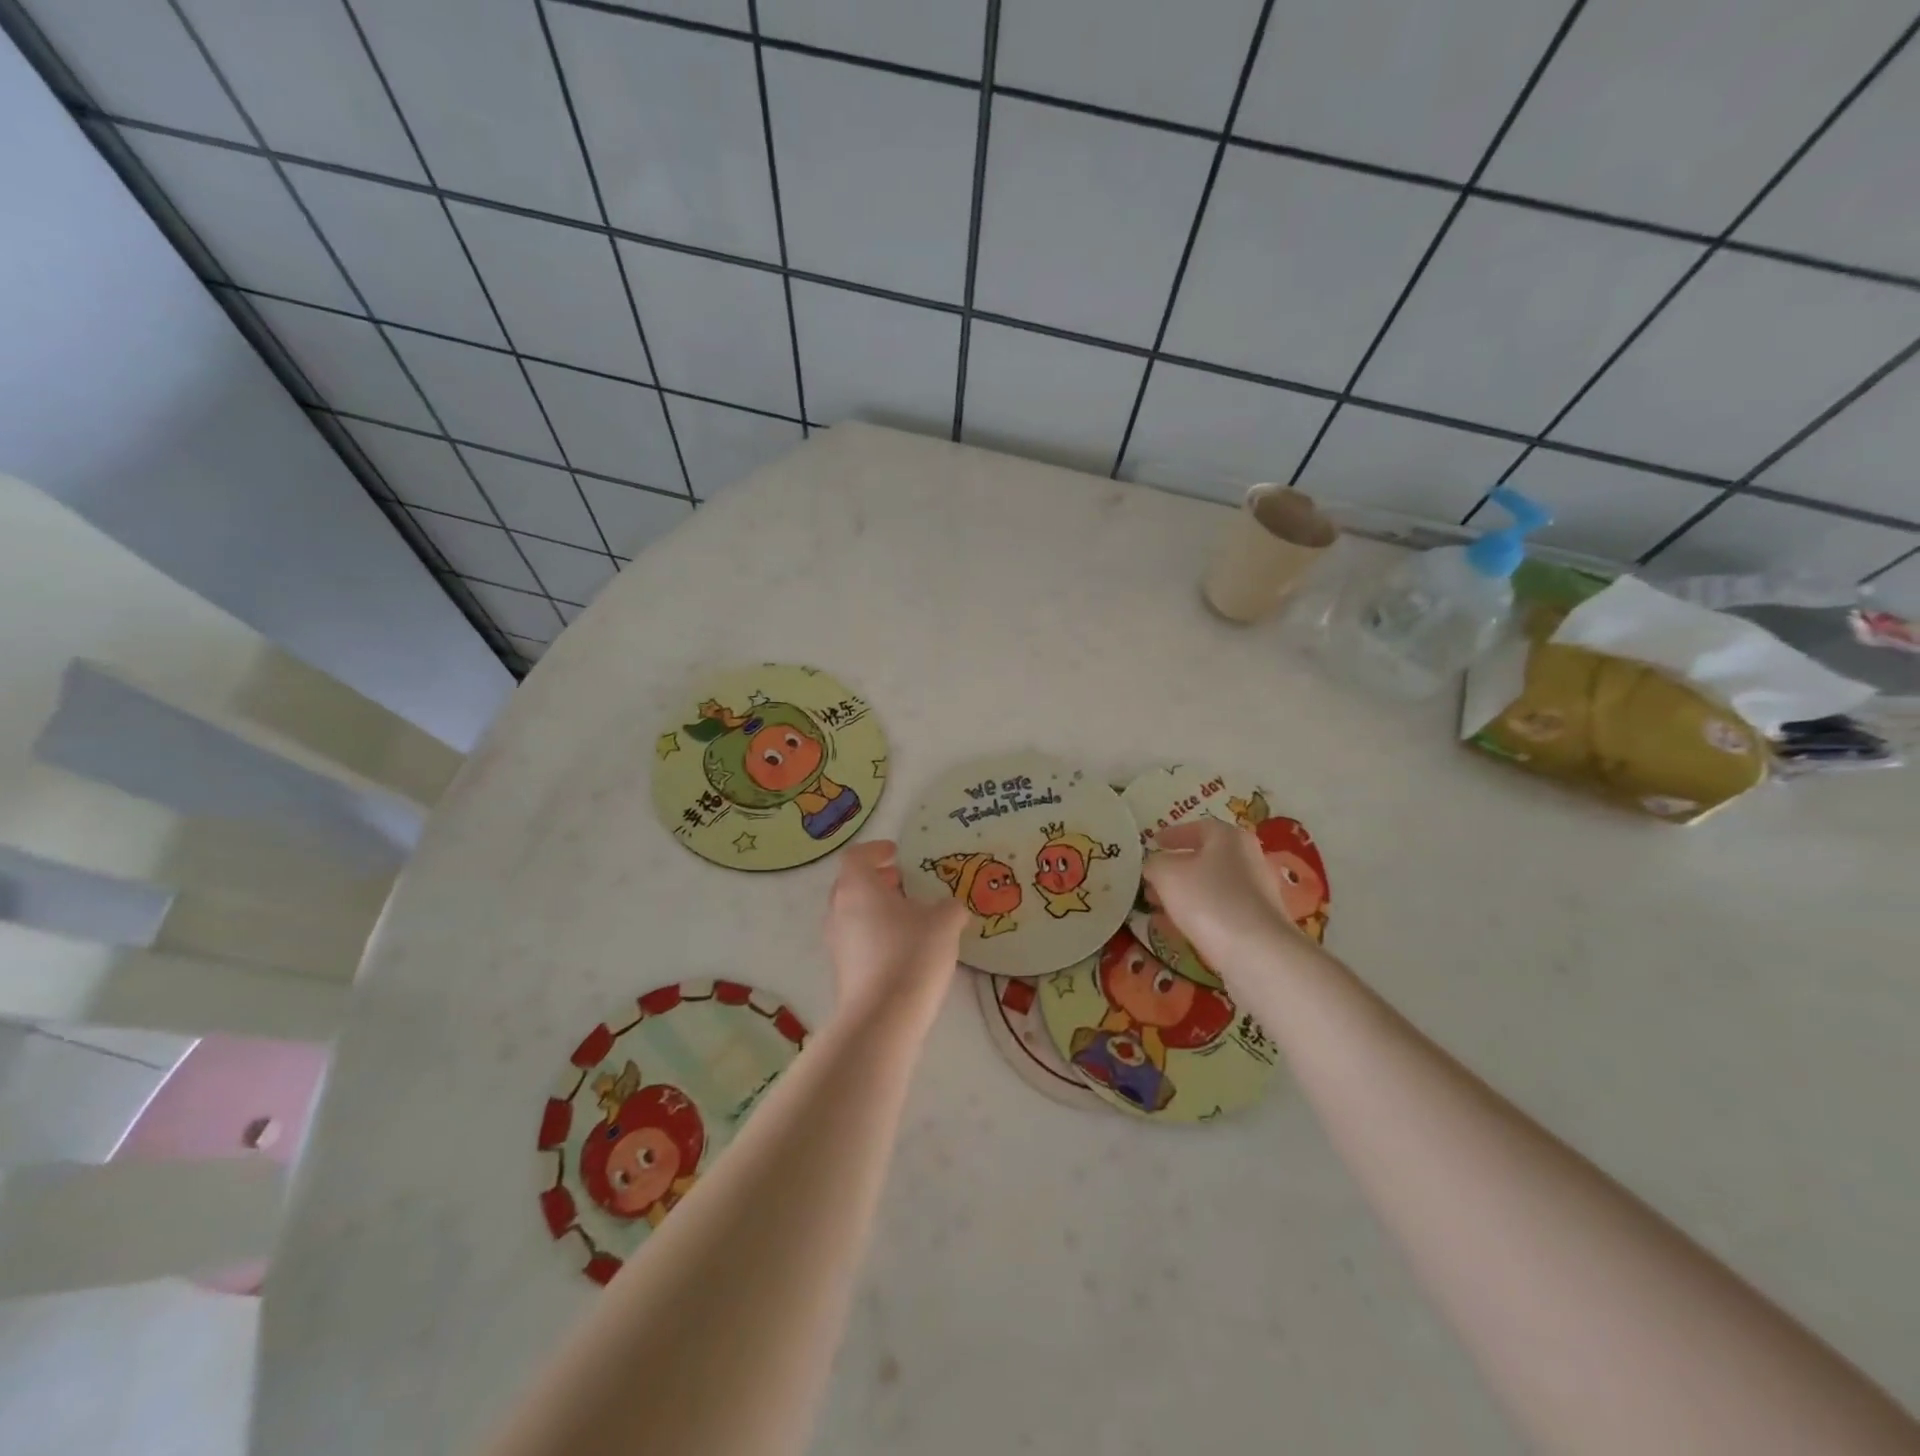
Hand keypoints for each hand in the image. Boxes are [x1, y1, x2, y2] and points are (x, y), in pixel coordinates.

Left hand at [824, 840, 966, 1029]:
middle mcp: (838, 910)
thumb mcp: (944, 922)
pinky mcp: (841, 970)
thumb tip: (950, 907)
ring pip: (853, 913)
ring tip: (908, 916)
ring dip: (876, 909)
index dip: (876, 851)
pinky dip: (875, 934)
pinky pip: (856, 940)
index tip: (896, 854)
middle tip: (903, 882)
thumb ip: (949, 907)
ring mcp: (836, 942)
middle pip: (851, 884)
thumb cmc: (911, 954)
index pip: (857, 856)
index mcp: (857, 887)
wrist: (883, 1017)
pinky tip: (903, 948)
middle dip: (877, 880)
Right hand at [1142, 819, 1317, 982]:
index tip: (1154, 843)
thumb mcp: (1167, 875)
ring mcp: (1258, 892)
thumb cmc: (1209, 901)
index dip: (1173, 834)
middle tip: (1152, 878)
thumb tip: (1155, 865)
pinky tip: (1180, 928)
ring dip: (1186, 893)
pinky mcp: (1259, 922)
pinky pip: (1222, 910)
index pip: (1198, 827)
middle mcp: (1249, 858)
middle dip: (1177, 868)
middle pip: (1207, 858)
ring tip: (1159, 906)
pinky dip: (1200, 914)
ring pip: (1213, 886)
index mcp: (1230, 838)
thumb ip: (1156, 863)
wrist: (1258, 954)